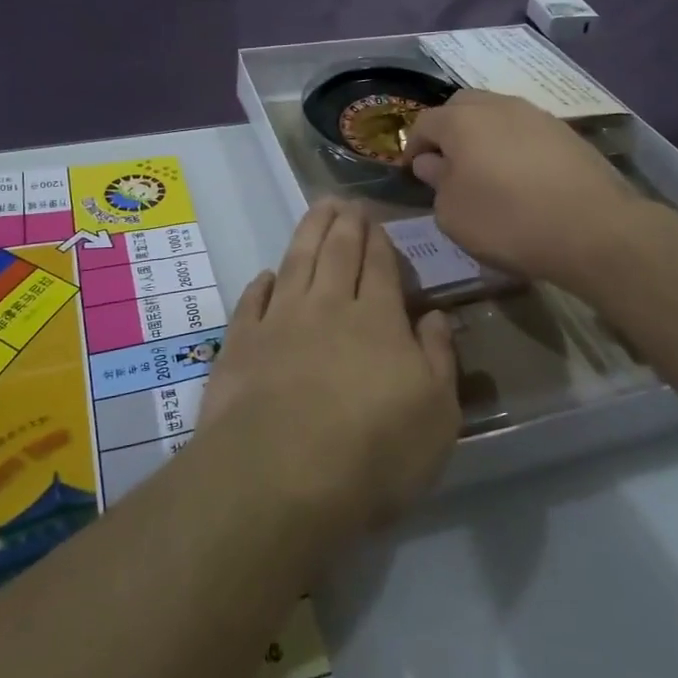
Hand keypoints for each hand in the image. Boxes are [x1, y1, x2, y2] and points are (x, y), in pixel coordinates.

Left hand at [201, 201, 459, 542]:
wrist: (280, 476)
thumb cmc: (373, 453)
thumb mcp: (436, 415)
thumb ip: (437, 359)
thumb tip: (434, 316)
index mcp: (376, 320)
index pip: (379, 266)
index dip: (378, 239)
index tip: (375, 218)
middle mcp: (327, 307)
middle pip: (337, 252)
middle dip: (344, 223)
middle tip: (345, 201)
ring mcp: (279, 322)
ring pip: (296, 263)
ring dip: (308, 233)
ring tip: (316, 210)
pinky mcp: (240, 344)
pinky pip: (252, 302)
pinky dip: (261, 284)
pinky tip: (266, 274)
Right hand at [404, 89, 637, 288]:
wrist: (595, 229)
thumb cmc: (508, 221)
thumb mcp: (453, 213)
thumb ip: (436, 182)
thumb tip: (432, 163)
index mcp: (461, 121)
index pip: (424, 122)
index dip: (413, 146)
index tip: (412, 171)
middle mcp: (498, 106)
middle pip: (462, 105)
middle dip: (448, 130)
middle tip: (447, 163)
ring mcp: (537, 115)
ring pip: (497, 114)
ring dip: (484, 135)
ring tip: (486, 170)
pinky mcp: (567, 133)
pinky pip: (526, 131)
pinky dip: (514, 146)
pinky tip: (521, 177)